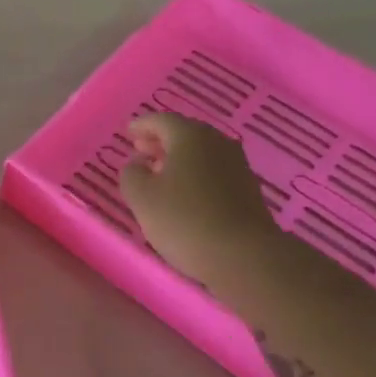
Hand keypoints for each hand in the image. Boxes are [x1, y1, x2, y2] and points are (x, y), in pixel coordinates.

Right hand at [120, 112, 280, 282]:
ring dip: (178, 159)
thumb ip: (132, 174)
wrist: (244, 256)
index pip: (162, 120)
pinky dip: (195, 174)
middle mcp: (217, 143)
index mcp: (190, 137)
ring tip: (159, 173)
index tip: (129, 132)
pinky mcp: (247, 190)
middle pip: (185, 134)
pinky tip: (185, 193)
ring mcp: (237, 166)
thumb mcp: (142, 198)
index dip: (142, 125)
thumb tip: (137, 164)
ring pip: (201, 153)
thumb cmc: (185, 220)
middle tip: (140, 150)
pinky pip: (214, 172)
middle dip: (160, 141)